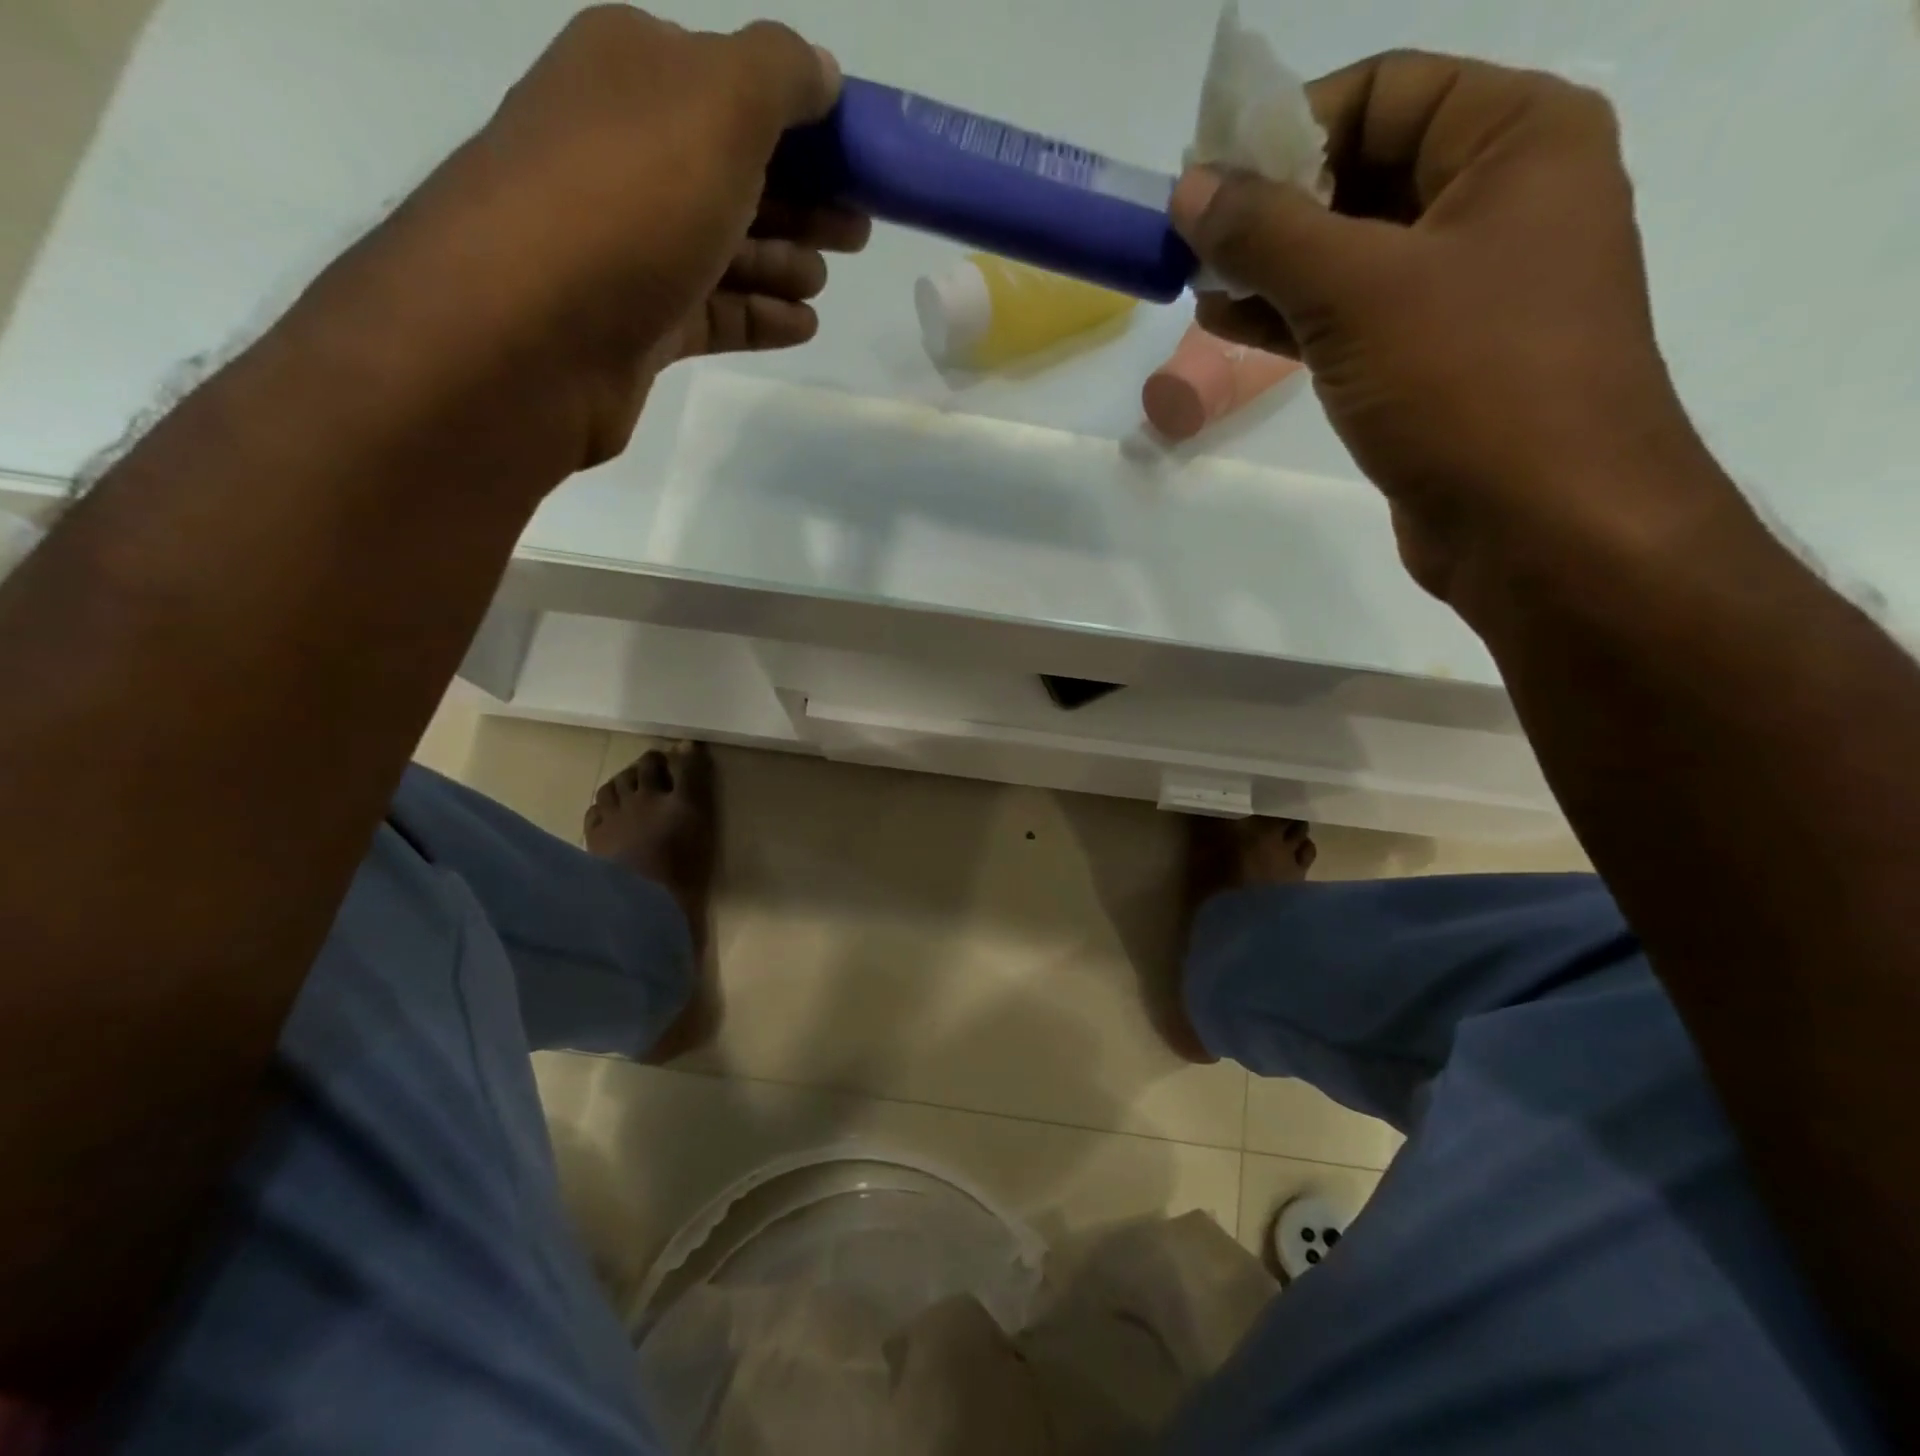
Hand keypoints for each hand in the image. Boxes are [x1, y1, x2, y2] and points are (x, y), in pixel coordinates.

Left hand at [343, 6, 867, 469]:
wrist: (530, 333)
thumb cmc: (629, 201)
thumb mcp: (717, 103)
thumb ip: (778, 75)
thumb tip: (821, 71)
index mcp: (636, 73)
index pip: (736, 87)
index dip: (808, 126)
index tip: (864, 165)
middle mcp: (626, 151)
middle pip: (735, 173)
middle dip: (804, 201)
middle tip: (858, 231)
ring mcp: (629, 245)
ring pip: (724, 248)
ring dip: (782, 262)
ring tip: (823, 282)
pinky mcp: (638, 322)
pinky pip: (714, 312)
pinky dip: (759, 316)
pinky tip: (803, 326)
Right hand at [1170, 53, 1730, 603]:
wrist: (1539, 523)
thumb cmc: (1466, 381)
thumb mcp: (1356, 291)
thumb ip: (1266, 233)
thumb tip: (1189, 190)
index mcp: (1516, 140)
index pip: (1384, 93)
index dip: (1288, 129)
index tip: (1208, 180)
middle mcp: (1500, 201)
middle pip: (1364, 172)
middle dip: (1273, 208)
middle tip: (1193, 241)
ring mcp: (1467, 290)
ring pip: (1351, 255)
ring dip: (1272, 268)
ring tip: (1197, 287)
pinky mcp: (1433, 363)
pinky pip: (1353, 318)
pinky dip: (1291, 318)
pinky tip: (1229, 325)